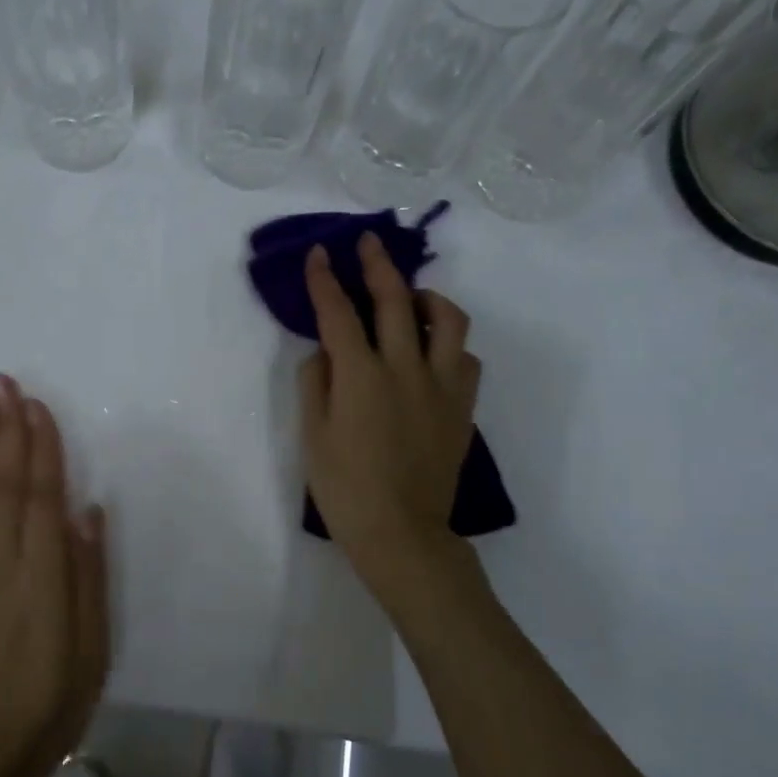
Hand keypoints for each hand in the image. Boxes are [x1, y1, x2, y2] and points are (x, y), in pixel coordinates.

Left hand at [0, 375, 108, 776]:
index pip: (41, 496)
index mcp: (42, 577)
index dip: (40, 447)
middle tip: (2, 383)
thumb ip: (88, 575)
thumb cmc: (52, 703)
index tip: (37, 405)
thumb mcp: (92, 647)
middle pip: (3, 486)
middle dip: (5, 431)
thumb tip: (86, 511)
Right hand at [299, 234, 480, 592]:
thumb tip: (324, 352)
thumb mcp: (312, 436)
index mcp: (360, 375)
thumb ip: (315, 383)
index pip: (338, 313)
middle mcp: (404, 368)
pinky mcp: (462, 407)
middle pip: (395, 300)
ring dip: (427, 298)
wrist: (400, 533)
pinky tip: (434, 353)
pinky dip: (450, 345)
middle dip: (378, 264)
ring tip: (412, 298)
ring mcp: (440, 386)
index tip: (320, 253)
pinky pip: (465, 359)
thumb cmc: (345, 489)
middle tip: (368, 243)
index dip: (325, 279)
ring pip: (448, 320)